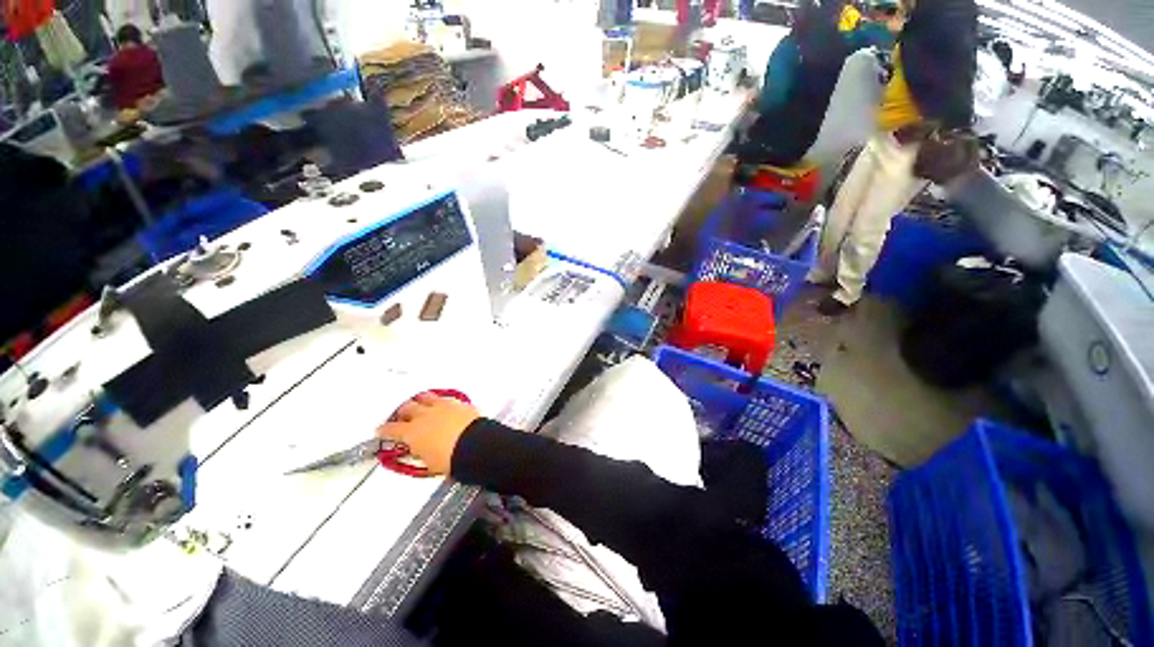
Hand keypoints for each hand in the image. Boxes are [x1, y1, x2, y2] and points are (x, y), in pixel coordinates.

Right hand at [376, 393, 479, 475]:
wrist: (475, 445)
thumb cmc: (451, 458)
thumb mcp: (427, 464)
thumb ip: (419, 453)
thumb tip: (419, 451)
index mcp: (412, 432)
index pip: (391, 429)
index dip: (384, 431)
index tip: (381, 430)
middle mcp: (425, 415)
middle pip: (407, 408)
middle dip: (402, 412)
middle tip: (401, 416)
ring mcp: (443, 406)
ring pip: (426, 397)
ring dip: (421, 400)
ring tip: (419, 402)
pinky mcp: (459, 403)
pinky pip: (446, 398)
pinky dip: (441, 401)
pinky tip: (442, 404)